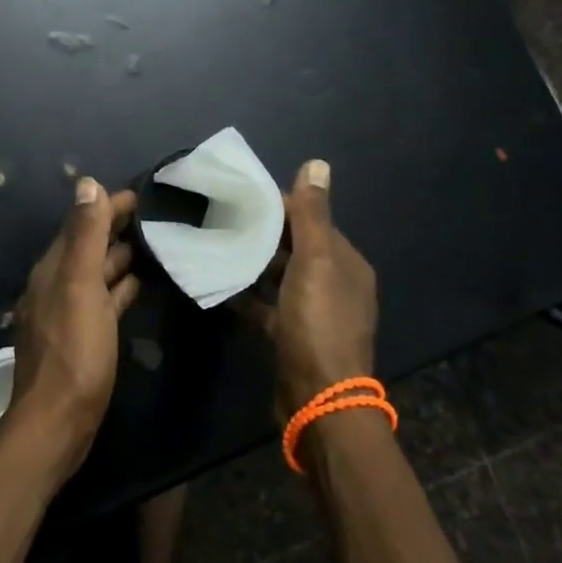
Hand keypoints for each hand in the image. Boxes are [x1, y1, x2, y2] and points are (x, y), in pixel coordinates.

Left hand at [3, 178, 139, 480]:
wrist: (58, 421)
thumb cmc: (73, 351)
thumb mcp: (80, 286)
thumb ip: (84, 235)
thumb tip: (87, 183)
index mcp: (53, 269)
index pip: (81, 223)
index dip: (107, 206)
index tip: (142, 194)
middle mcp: (57, 285)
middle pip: (89, 246)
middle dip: (117, 227)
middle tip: (158, 216)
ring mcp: (69, 312)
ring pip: (98, 272)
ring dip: (121, 256)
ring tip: (156, 243)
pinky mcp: (83, 336)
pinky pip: (104, 299)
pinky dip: (121, 286)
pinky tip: (141, 283)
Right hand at [234, 160, 377, 418]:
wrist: (319, 399)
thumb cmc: (319, 323)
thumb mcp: (316, 262)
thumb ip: (312, 215)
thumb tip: (317, 163)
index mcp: (346, 262)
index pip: (312, 220)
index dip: (280, 205)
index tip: (241, 195)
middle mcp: (334, 283)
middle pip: (295, 247)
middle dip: (263, 232)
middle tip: (220, 217)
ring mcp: (313, 312)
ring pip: (279, 275)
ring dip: (253, 261)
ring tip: (215, 244)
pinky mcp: (292, 335)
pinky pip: (267, 305)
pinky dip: (247, 294)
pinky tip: (219, 284)